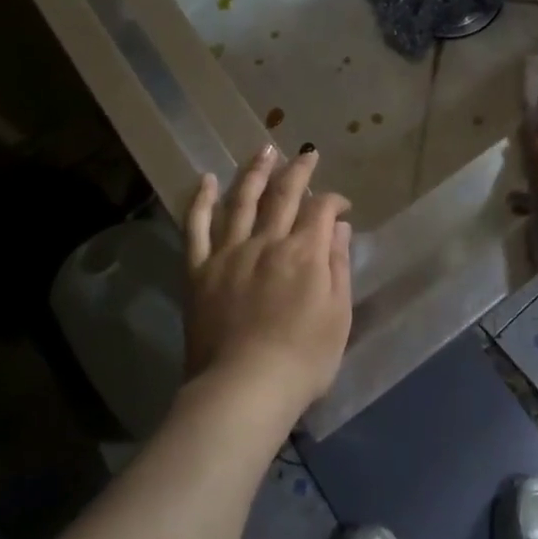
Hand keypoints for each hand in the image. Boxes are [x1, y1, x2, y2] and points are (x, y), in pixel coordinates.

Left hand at [183, 145, 353, 421]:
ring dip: (255, 172)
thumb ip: (337, 265)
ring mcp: (229, 253)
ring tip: (263, 149)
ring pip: (241, 201)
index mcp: (304, 252)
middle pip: (283, 195)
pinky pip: (196, 228)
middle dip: (298, 171)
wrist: (244, 389)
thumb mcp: (337, 315)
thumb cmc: (303, 359)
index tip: (341, 206)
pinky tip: (206, 180)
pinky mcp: (199, 270)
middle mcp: (266, 242)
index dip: (333, 201)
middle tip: (307, 154)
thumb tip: (337, 227)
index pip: (321, 210)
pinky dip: (201, 201)